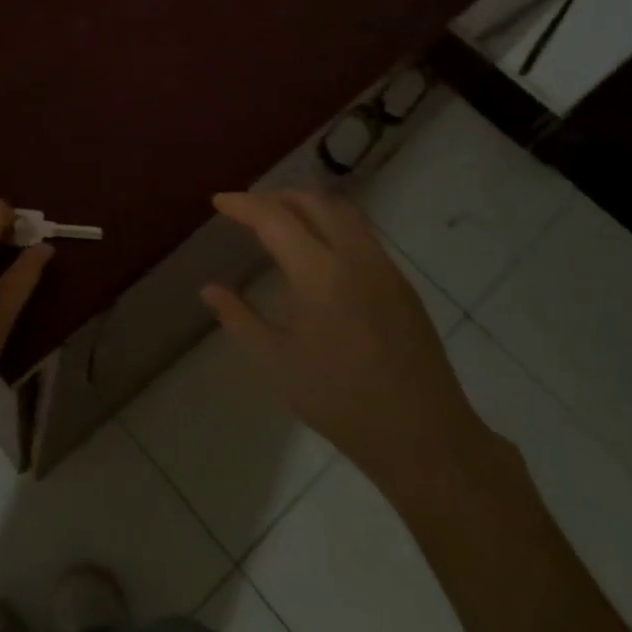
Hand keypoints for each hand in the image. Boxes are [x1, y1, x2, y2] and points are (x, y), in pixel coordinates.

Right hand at [201, 191, 483, 485]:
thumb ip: (239, 319)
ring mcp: (384, 267)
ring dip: (308, 206)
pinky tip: (319, 253)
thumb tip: (209, 290)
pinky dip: (332, 225)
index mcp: (319, 274)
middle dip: (276, 197)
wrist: (422, 434)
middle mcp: (355, 257)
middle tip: (248, 210)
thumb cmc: (340, 401)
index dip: (244, 205)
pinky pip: (362, 234)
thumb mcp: (277, 363)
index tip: (219, 201)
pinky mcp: (401, 283)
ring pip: (344, 213)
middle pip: (314, 202)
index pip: (275, 219)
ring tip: (281, 221)